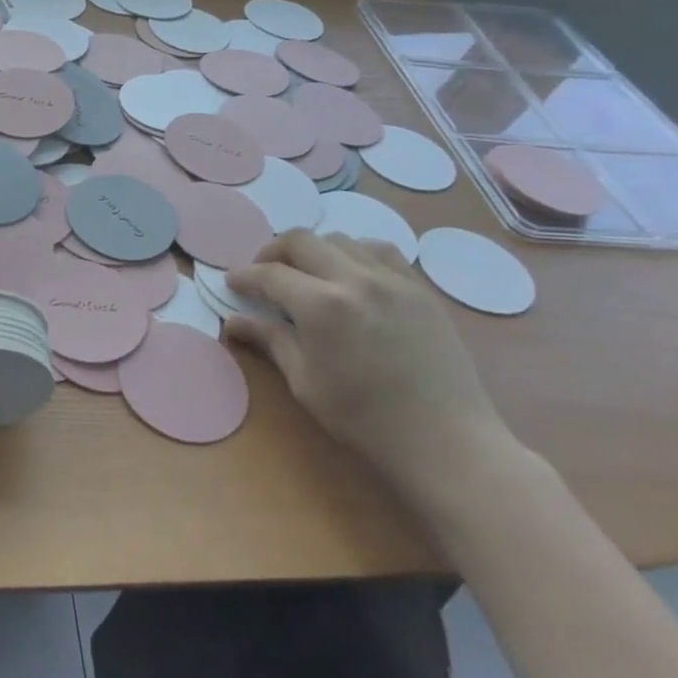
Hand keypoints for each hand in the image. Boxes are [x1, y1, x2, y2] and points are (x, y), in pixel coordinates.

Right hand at [224, 229, 518, 511]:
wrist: (445, 438)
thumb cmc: (363, 418)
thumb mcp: (305, 382)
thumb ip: (269, 340)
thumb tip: (232, 322)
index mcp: (321, 306)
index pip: (269, 274)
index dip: (244, 276)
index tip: (232, 283)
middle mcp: (354, 279)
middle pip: (301, 240)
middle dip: (273, 251)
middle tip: (264, 273)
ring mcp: (392, 279)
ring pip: (341, 239)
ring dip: (314, 250)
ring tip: (308, 274)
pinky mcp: (419, 288)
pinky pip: (380, 251)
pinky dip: (355, 253)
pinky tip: (352, 277)